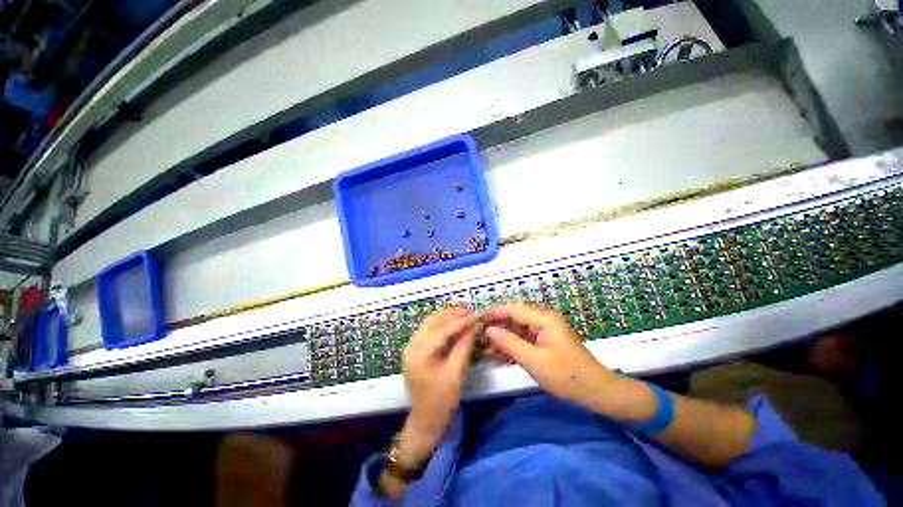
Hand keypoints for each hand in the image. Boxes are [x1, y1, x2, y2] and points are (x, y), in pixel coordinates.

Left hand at [398, 308, 477, 464]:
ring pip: (430, 322)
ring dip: (447, 316)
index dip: (461, 321)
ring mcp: (410, 346)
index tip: (477, 315)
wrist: (425, 419)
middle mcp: (411, 345)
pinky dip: (442, 324)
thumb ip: (464, 345)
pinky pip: (428, 329)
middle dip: (453, 314)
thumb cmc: (442, 400)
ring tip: (465, 315)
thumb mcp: (456, 372)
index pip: (443, 330)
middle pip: (434, 321)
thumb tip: (474, 325)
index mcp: (420, 353)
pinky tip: (454, 323)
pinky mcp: (414, 348)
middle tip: (471, 313)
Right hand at [483, 303, 615, 406]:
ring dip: (502, 338)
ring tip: (484, 348)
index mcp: (544, 319)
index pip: (513, 309)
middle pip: (514, 318)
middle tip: (478, 337)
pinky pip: (523, 340)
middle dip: (496, 327)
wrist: (597, 393)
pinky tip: (497, 355)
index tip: (477, 320)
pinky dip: (511, 347)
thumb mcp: (535, 361)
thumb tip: (489, 330)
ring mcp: (543, 331)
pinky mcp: (544, 342)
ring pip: (516, 330)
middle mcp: (543, 320)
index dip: (494, 313)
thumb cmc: (567, 376)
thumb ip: (510, 343)